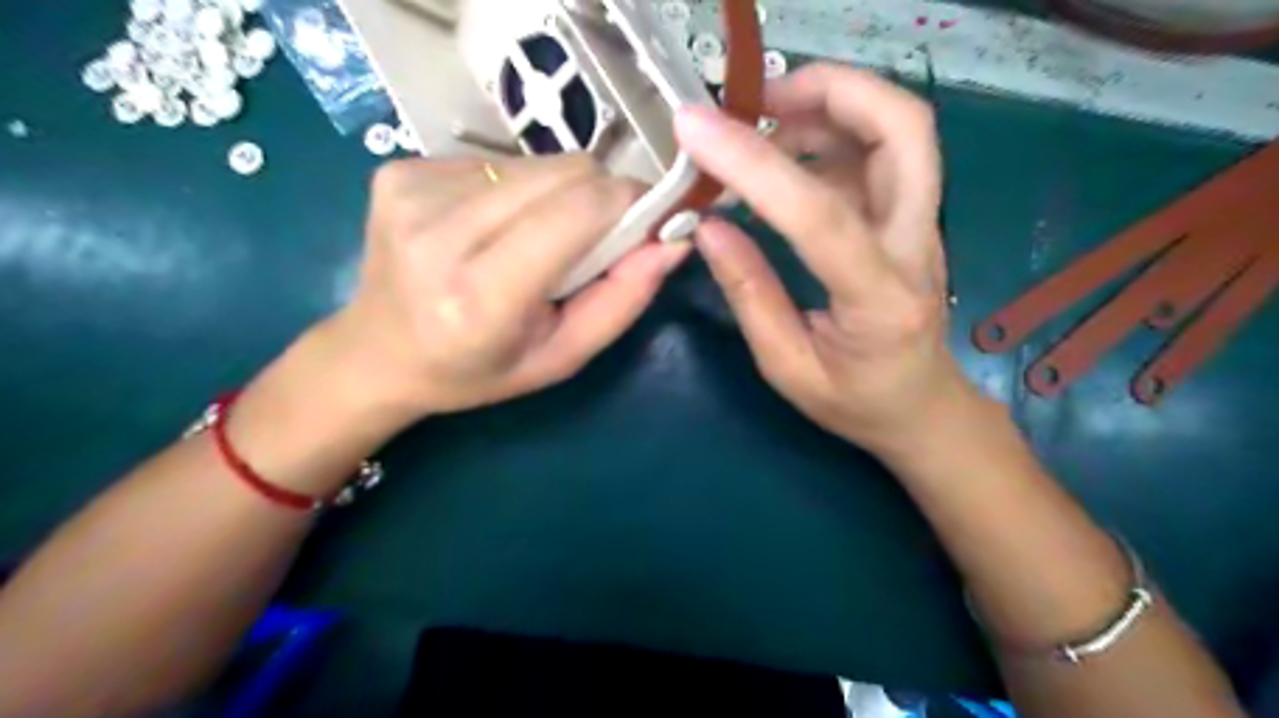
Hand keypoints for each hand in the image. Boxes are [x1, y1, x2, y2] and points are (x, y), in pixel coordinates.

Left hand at [325, 153, 690, 421]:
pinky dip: (517, 189)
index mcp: (480, 296)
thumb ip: (623, 300)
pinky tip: (495, 226)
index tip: (649, 221)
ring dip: (558, 195)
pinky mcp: (399, 168)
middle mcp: (439, 232)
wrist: (378, 352)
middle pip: (564, 172)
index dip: (628, 204)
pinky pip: (498, 160)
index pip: (578, 211)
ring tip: (537, 238)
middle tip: (595, 239)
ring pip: (535, 162)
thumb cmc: (478, 370)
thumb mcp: (562, 357)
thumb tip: (673, 239)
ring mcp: (412, 190)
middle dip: (600, 198)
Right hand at [680, 60, 981, 452]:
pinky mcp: (913, 217)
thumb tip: (707, 226)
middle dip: (829, 91)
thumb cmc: (854, 400)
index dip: (755, 166)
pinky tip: (786, 153)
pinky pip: (880, 150)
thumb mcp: (787, 366)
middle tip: (757, 100)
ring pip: (899, 127)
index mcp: (880, 302)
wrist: (920, 406)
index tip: (695, 129)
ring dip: (829, 103)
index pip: (821, 216)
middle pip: (903, 130)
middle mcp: (917, 248)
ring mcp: (924, 225)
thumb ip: (749, 294)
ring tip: (760, 120)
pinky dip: (831, 131)